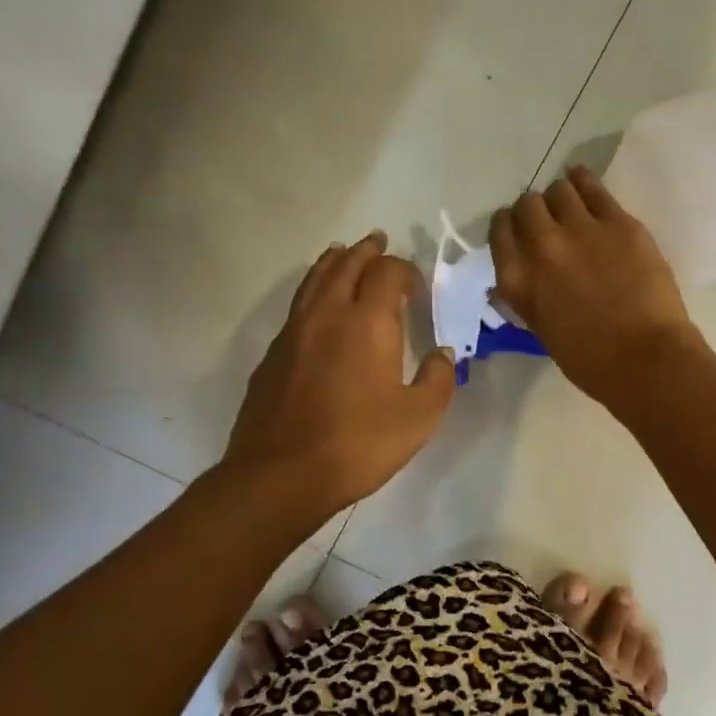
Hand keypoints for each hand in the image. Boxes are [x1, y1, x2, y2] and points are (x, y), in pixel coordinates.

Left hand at [225, 232, 454, 516]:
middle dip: (366, 251)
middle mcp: (328, 314)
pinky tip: (316, 306)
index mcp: (368, 322)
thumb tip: (442, 353)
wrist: (281, 474)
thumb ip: (438, 379)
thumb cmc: (358, 444)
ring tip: (342, 253)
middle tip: (378, 241)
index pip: (387, 273)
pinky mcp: (273, 354)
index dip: (404, 269)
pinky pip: (297, 306)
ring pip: (314, 280)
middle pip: (346, 264)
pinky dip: (313, 291)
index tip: (416, 284)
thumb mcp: (418, 418)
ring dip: (334, 262)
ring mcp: (294, 332)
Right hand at [490, 167, 700, 409]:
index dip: (508, 228)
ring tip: (571, 208)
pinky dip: (582, 181)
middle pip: (526, 205)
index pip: (499, 232)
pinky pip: (592, 186)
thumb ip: (527, 296)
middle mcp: (541, 245)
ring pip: (558, 190)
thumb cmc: (590, 360)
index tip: (519, 233)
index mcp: (517, 279)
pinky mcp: (618, 221)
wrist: (645, 358)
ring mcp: (580, 228)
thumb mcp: (541, 329)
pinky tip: (582, 181)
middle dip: (534, 212)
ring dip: (560, 198)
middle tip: (548, 224)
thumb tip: (517, 278)